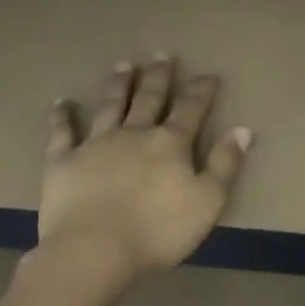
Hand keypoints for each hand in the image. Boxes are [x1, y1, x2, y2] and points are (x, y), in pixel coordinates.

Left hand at [37, 55, 251, 286]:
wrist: (93, 251)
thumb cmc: (157, 231)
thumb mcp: (207, 202)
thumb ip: (225, 164)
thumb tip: (243, 129)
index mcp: (170, 143)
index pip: (191, 109)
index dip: (201, 90)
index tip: (208, 74)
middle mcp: (134, 133)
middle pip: (149, 98)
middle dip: (158, 76)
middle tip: (162, 55)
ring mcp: (96, 144)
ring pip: (110, 106)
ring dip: (118, 84)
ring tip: (124, 65)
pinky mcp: (63, 161)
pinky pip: (62, 133)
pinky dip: (62, 116)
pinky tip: (61, 103)